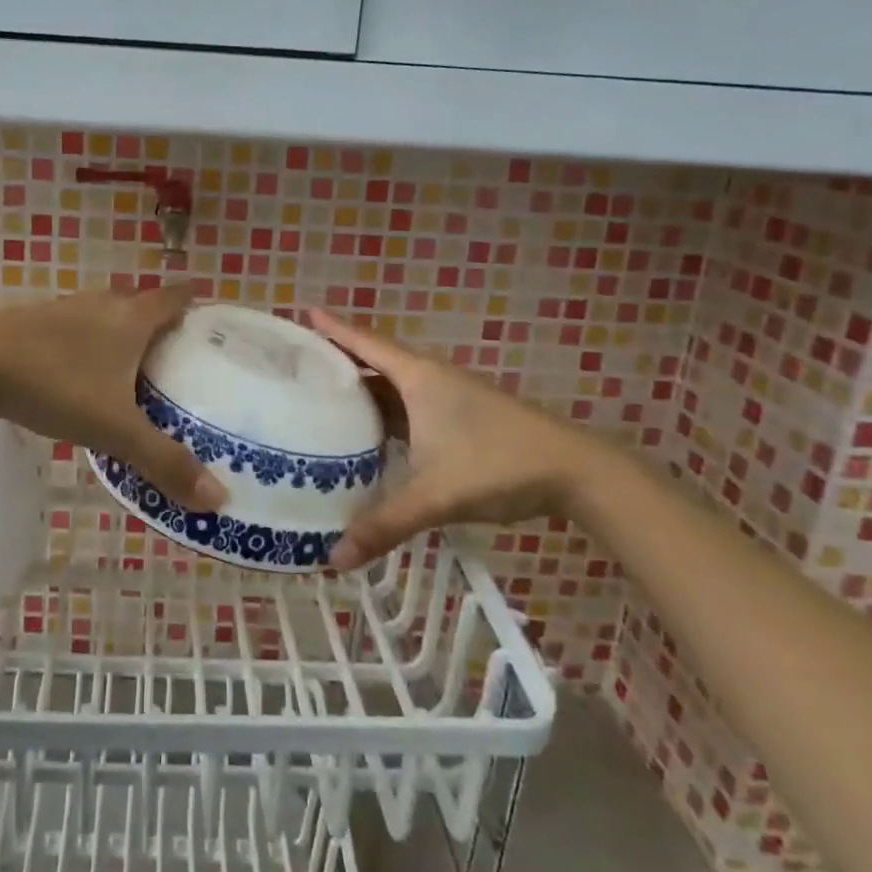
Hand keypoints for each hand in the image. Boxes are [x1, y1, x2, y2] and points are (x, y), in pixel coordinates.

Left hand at [0, 286, 228, 510]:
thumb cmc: (54, 385)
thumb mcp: (114, 429)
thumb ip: (164, 462)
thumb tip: (219, 500)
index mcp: (130, 317)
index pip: (175, 297)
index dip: (197, 302)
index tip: (214, 319)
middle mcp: (101, 305)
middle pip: (142, 307)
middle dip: (163, 328)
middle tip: (183, 362)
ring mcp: (63, 312)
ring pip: (106, 319)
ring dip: (123, 339)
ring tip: (138, 375)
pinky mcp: (32, 326)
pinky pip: (76, 333)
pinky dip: (90, 350)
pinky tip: (83, 380)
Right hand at [309, 309, 597, 569]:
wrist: (574, 471)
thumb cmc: (497, 464)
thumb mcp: (435, 496)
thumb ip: (384, 525)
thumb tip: (334, 559)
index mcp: (418, 378)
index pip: (365, 343)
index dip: (333, 329)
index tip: (303, 313)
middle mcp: (430, 379)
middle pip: (374, 363)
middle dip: (338, 363)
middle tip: (297, 368)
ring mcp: (448, 398)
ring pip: (394, 388)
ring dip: (363, 391)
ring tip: (322, 401)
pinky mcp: (461, 418)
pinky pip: (409, 406)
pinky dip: (385, 414)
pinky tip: (371, 435)